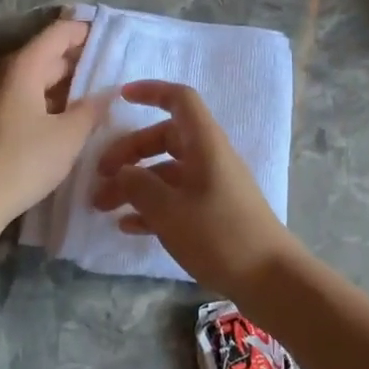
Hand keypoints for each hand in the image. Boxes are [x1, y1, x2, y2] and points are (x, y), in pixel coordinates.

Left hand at [0, 18, 108, 224]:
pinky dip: (50, 101)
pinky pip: (27, 98)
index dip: (85, 31)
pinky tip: (68, 119)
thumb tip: (108, 91)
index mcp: (24, 67)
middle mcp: (5, 74)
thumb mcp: (69, 136)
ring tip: (96, 96)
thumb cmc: (24, 161)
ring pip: (36, 79)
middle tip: (111, 71)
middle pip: (47, 54)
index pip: (58, 33)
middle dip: (79, 60)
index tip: (111, 37)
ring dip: (65, 83)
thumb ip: (92, 108)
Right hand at [90, 81, 299, 294]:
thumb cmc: (219, 235)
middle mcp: (210, 158)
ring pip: (167, 172)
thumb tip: (122, 173)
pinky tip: (128, 227)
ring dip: (135, 184)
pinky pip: (176, 198)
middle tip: (99, 177)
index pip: (180, 100)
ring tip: (102, 207)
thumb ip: (139, 186)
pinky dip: (151, 207)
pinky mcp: (214, 213)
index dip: (151, 92)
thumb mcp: (170, 211)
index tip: (120, 99)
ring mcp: (213, 186)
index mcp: (205, 144)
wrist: (269, 277)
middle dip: (129, 153)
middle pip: (165, 138)